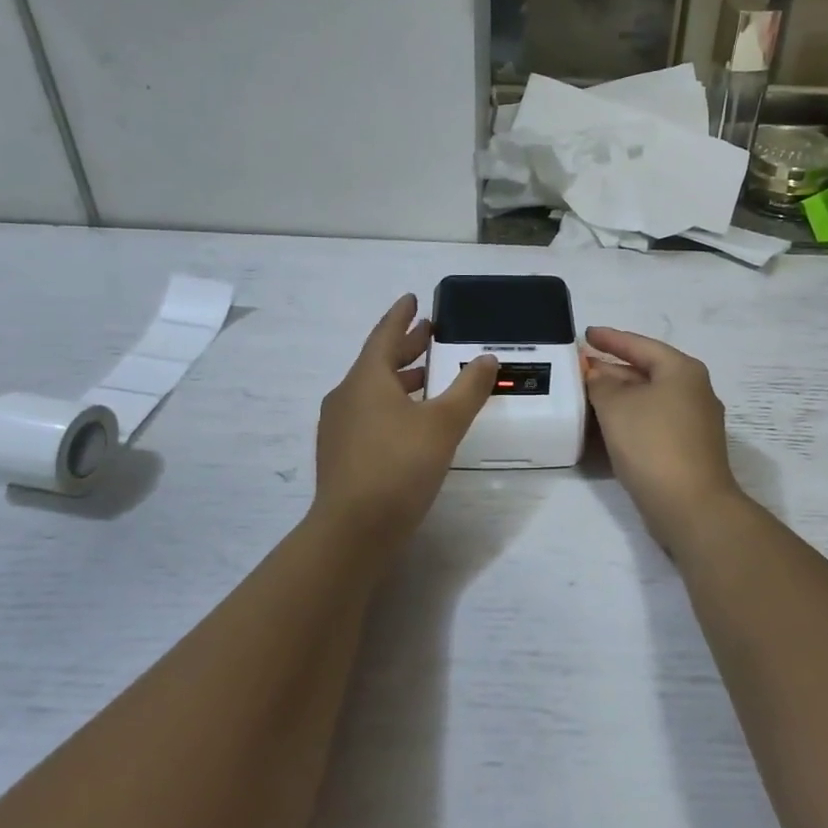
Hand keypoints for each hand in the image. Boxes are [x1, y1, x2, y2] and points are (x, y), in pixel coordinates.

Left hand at [312, 295, 497, 547]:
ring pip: (372, 389)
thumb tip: (487, 357)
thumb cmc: (399, 466)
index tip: (412, 298)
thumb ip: (468, 388)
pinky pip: (368, 413)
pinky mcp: (341, 454)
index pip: (384, 335)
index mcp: (366, 379)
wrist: (353, 530)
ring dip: (400, 377)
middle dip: (405, 346)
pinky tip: (410, 420)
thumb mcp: (443, 424)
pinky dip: (391, 403)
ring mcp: (339, 427)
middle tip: (429, 333)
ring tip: (427, 375)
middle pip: (378, 361)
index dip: (401, 316)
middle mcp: (346, 396)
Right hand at [584, 327, 742, 540]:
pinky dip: (630, 418)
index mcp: (682, 371)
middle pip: (647, 371)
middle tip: (581, 367)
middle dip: (613, 369)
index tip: (586, 334)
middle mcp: (694, 391)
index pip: (641, 345)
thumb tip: (597, 374)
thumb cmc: (653, 444)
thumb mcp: (617, 406)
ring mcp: (695, 423)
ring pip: (650, 399)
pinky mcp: (688, 449)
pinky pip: (653, 422)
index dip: (611, 339)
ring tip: (587, 394)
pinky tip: (608, 426)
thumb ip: (601, 384)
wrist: (691, 506)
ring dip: (620, 396)